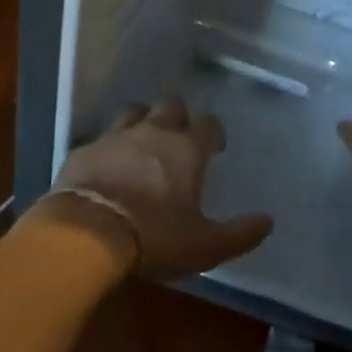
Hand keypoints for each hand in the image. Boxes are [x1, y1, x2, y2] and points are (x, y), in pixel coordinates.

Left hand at [41, 97, 273, 280]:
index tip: (214, 148)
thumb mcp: (206, 246)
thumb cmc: (154, 237)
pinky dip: (109, 147)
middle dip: (178, 116)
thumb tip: (267, 222)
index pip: (208, 124)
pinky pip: (101, 138)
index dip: (214, 133)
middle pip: (171, 105)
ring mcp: (115, 136)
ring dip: (142, 121)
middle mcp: (153, 132)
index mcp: (186, 149)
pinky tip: (107, 165)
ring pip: (133, 111)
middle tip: (179, 139)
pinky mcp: (84, 150)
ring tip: (143, 143)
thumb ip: (240, 234)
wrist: (86, 233)